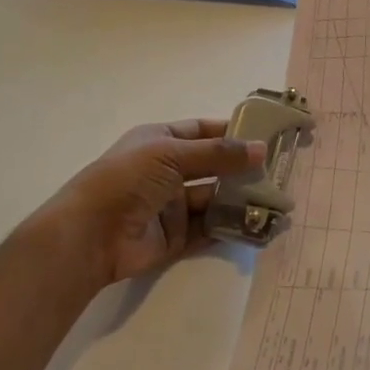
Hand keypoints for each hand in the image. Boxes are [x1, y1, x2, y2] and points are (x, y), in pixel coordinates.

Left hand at [35, 119, 265, 289]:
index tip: (264, 135)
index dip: (230, 132)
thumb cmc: (128, 179)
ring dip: (240, 199)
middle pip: (212, 166)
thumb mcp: (172, 155)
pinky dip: (231, 227)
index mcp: (160, 141)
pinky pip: (209, 229)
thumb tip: (260, 149)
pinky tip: (257, 225)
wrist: (91, 234)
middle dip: (241, 168)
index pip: (202, 131)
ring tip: (276, 200)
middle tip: (279, 171)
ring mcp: (171, 205)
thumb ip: (218, 154)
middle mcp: (167, 171)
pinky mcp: (175, 237)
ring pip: (214, 199)